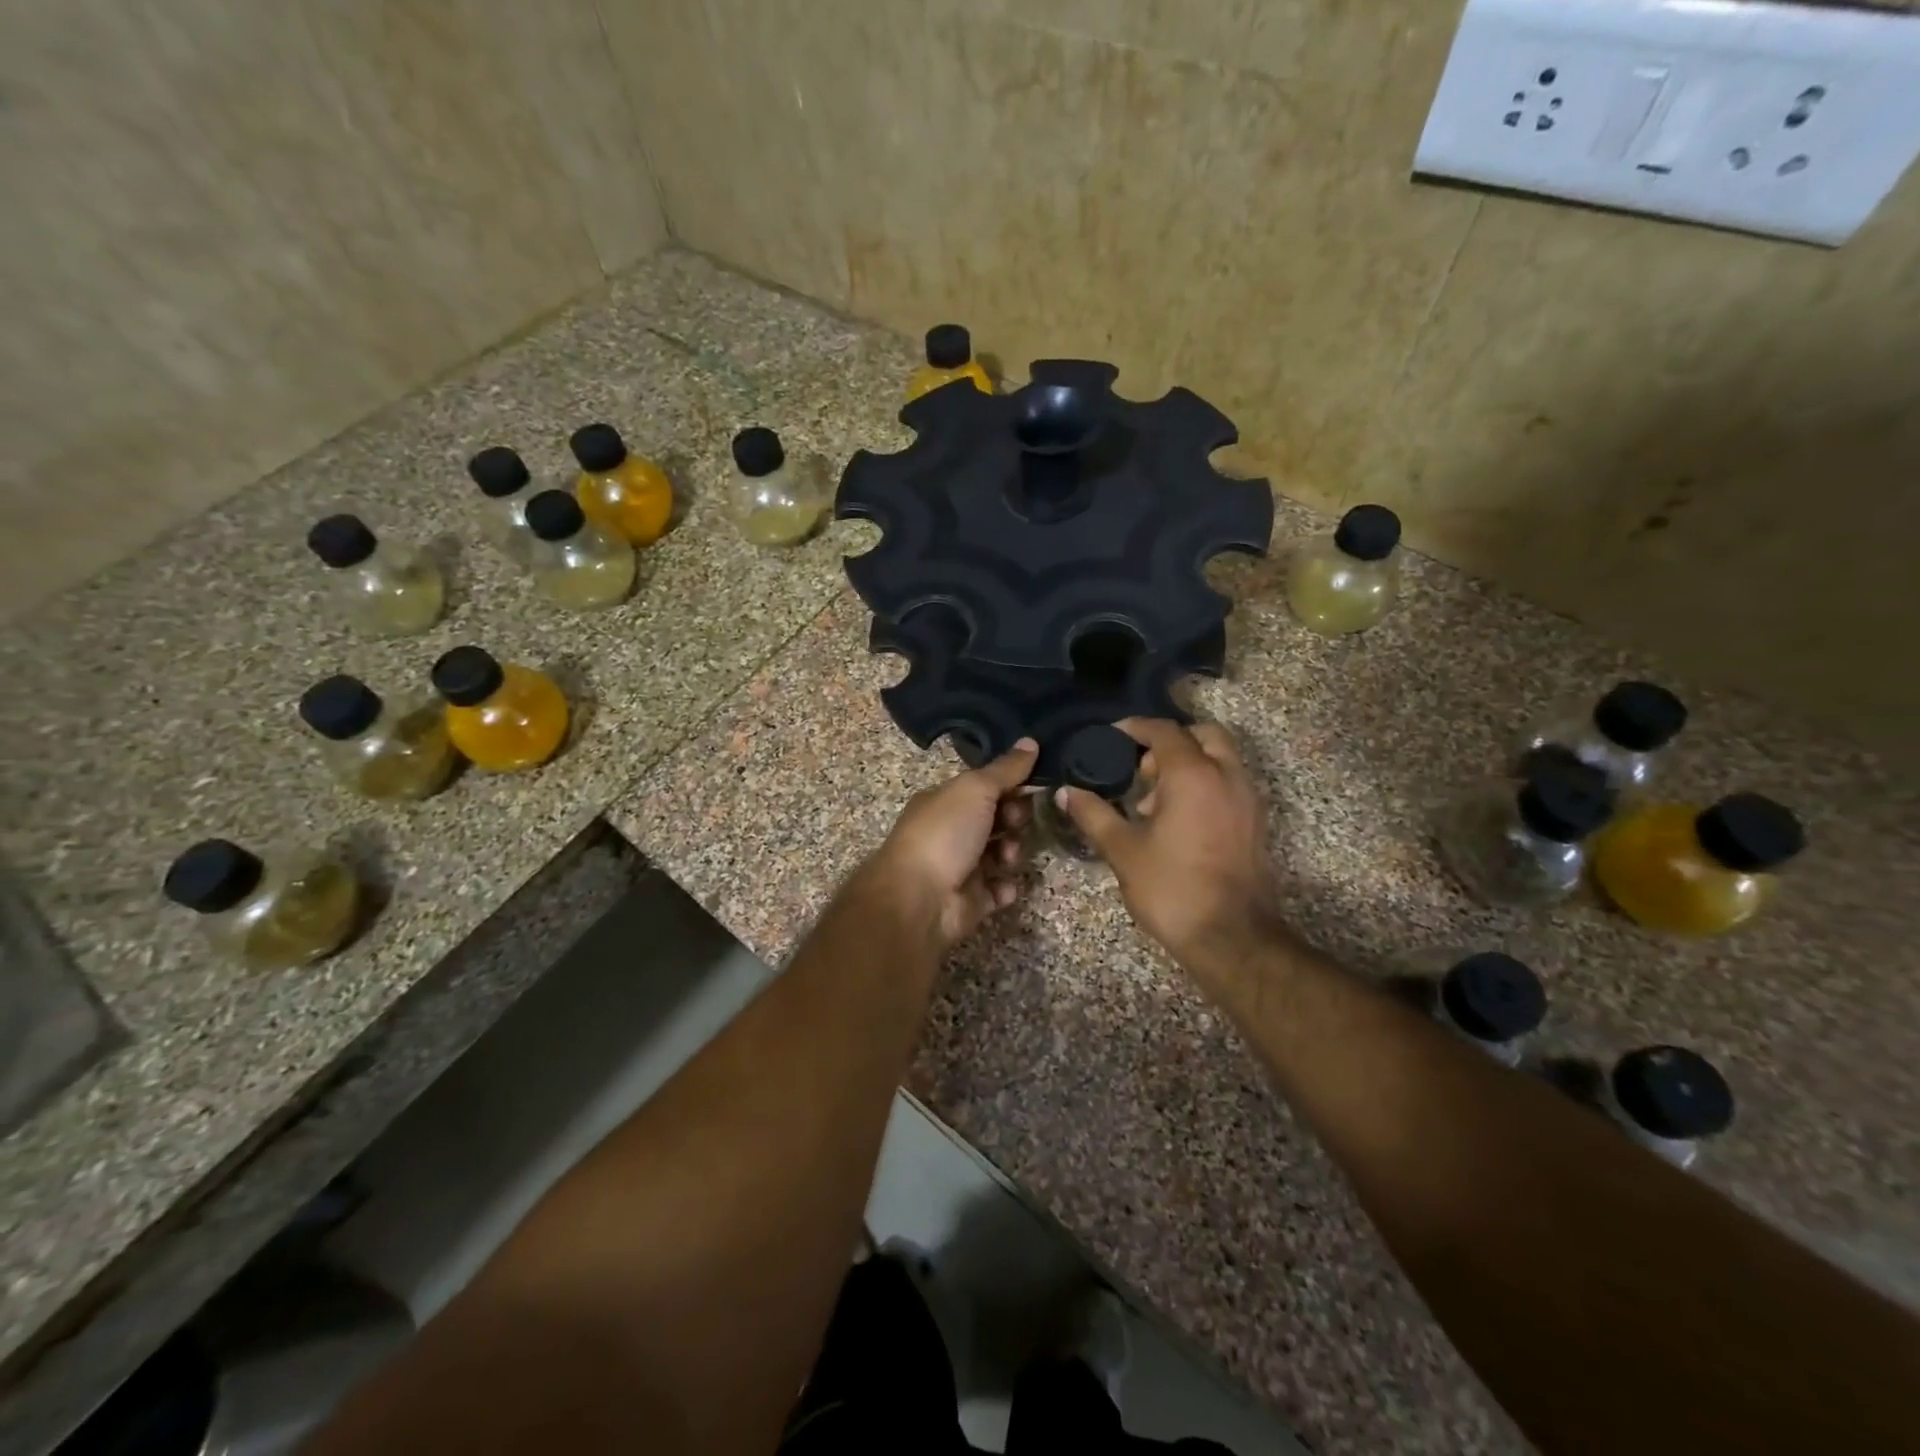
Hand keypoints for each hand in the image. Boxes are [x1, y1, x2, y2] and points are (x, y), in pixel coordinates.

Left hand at [863, 739, 1037, 952]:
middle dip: (1014, 819)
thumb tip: (1031, 741)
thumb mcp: (975, 789)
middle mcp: (950, 832)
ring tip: (1008, 857)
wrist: (918, 900)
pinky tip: (1002, 886)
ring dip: (1012, 852)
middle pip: (996, 820)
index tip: (1034, 785)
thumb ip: (1006, 769)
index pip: (984, 788)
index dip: (1010, 785)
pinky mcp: (970, 901)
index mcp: (945, 802)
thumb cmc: (944, 834)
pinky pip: (997, 890)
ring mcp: (960, 868)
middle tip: (1016, 822)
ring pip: (1000, 855)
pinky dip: (1004, 888)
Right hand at [1057, 719, 1283, 984]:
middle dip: (1168, 742)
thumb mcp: (1123, 850)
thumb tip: (1066, 792)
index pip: (1164, 730)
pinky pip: (1229, 782)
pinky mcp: (1255, 821)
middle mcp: (1227, 775)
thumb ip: (1094, 814)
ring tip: (1153, 800)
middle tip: (1139, 768)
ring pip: (1220, 757)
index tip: (1110, 737)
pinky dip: (1205, 782)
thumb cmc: (1172, 889)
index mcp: (1193, 775)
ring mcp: (1247, 798)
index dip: (1134, 728)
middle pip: (1201, 734)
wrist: (1231, 937)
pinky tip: (1178, 819)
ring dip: (1188, 763)